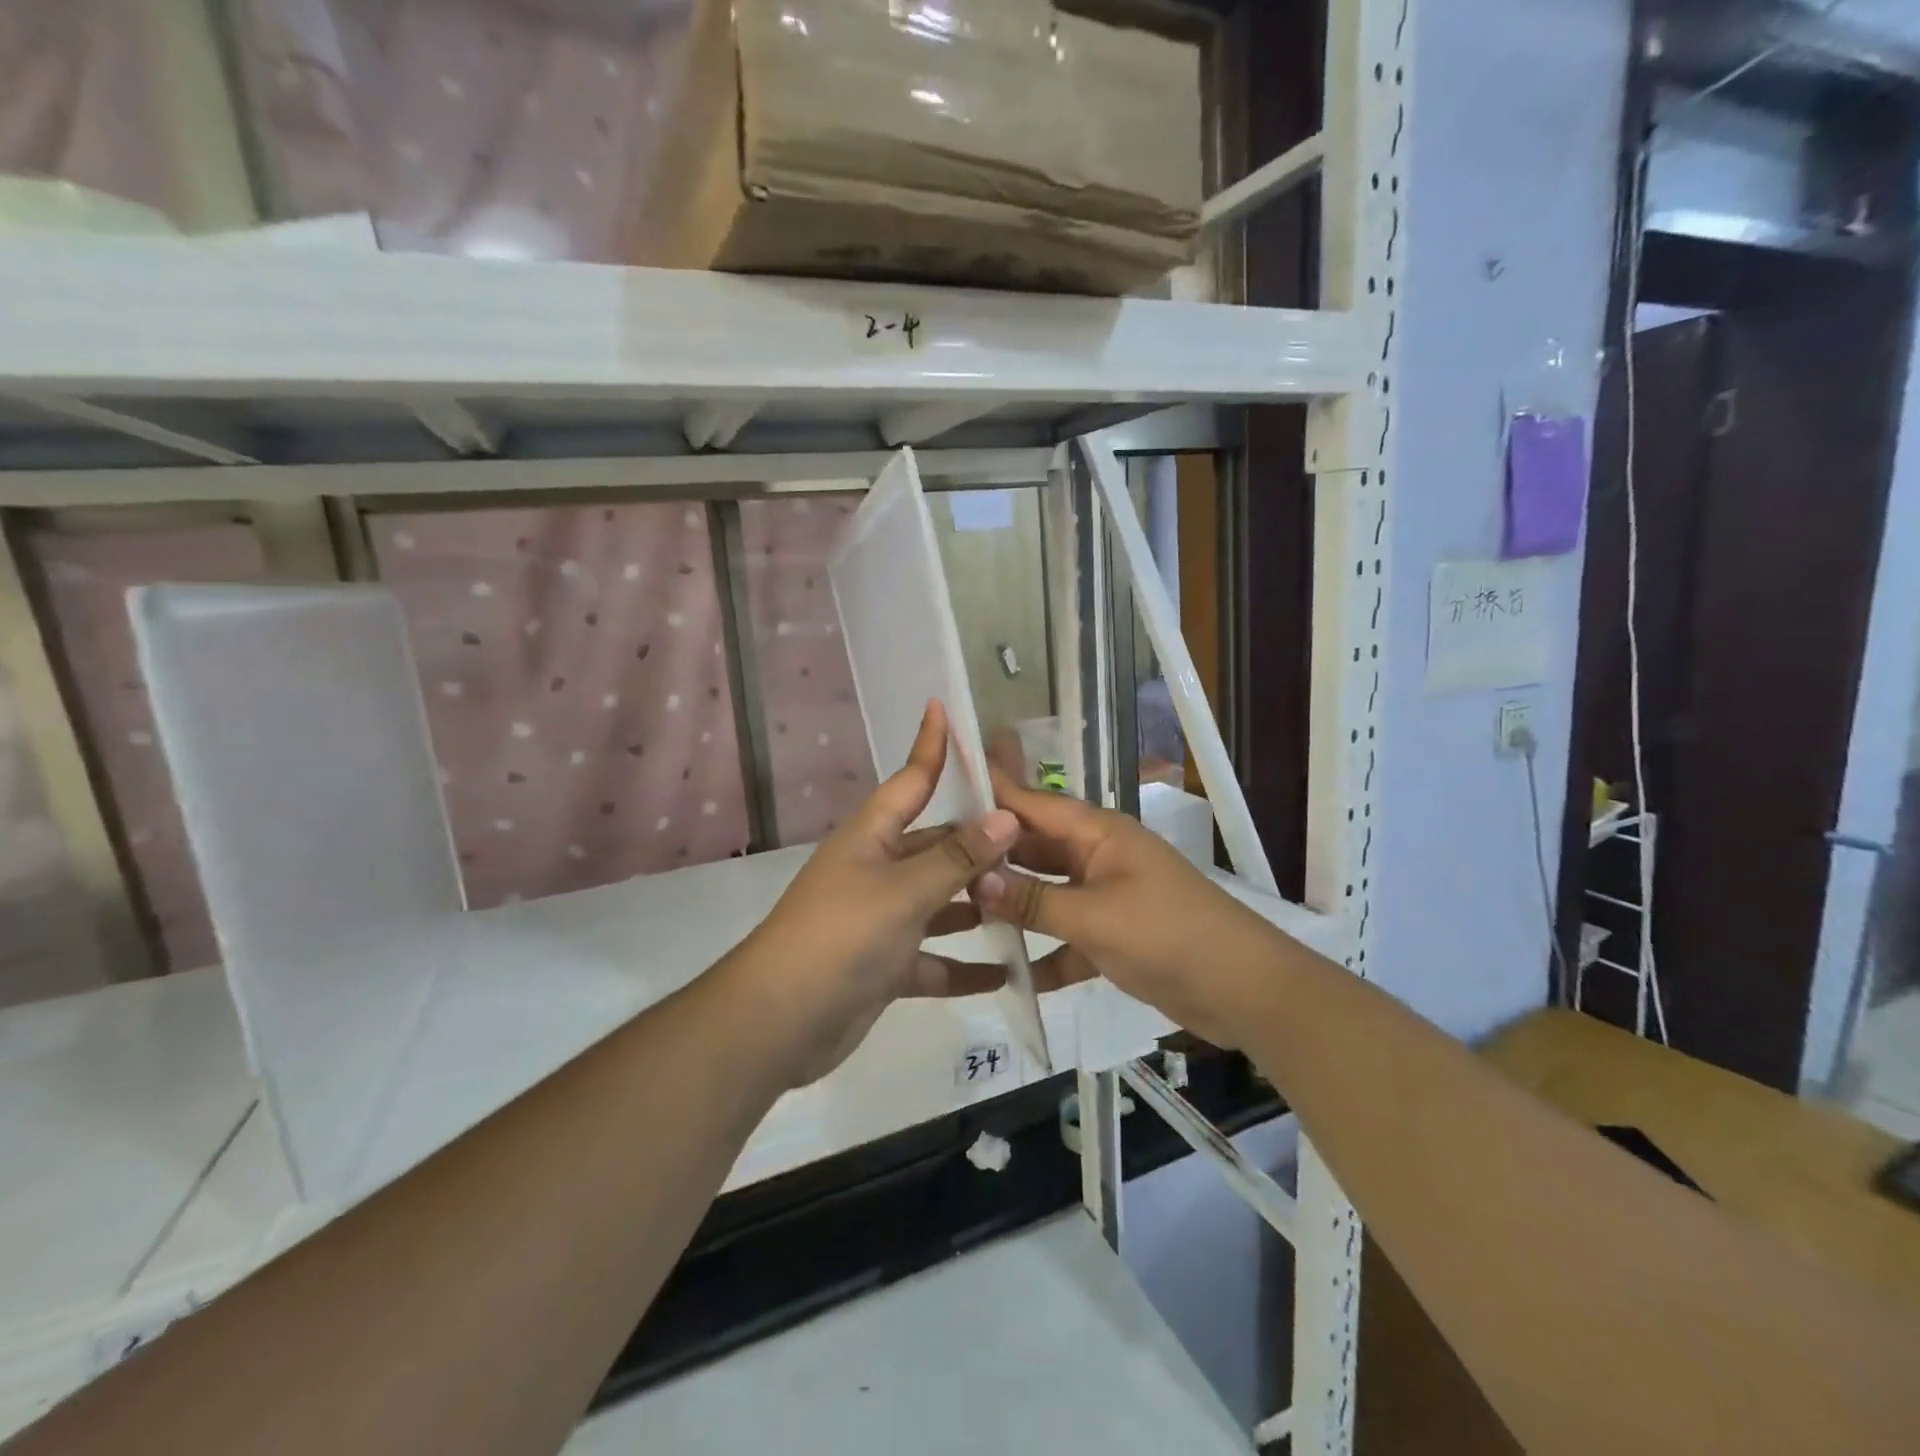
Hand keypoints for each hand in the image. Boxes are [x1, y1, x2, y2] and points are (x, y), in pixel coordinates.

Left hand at [735, 702, 1018, 1085]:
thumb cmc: (842, 936)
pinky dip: (963, 966)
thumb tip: (1006, 817)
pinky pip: (933, 959)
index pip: (911, 780)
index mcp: (873, 838)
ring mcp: (881, 919)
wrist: (779, 1021)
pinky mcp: (884, 965)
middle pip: (936, 845)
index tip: (944, 707)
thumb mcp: (905, 891)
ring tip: (1030, 903)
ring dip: (977, 906)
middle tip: (1037, 838)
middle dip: (979, 842)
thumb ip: (957, 857)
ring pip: (939, 903)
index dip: (930, 745)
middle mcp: (878, 870)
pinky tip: (1005, 973)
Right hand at [973, 772, 1270, 1048]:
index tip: (948, 780)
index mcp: (1098, 834)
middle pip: (1035, 848)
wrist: (1243, 989)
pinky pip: (1067, 934)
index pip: (1034, 803)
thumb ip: (1034, 900)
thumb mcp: (1094, 917)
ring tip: (957, 914)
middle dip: (992, 857)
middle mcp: (1097, 856)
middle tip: (936, 863)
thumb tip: (975, 880)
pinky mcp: (1113, 934)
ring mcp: (1106, 895)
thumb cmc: (1168, 935)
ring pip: (1047, 892)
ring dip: (1014, 905)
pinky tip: (1012, 975)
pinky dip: (1046, 952)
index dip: (993, 792)